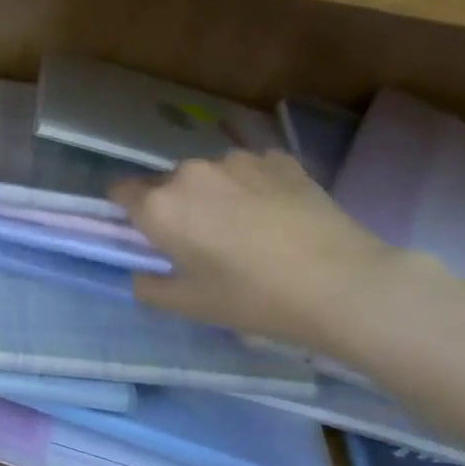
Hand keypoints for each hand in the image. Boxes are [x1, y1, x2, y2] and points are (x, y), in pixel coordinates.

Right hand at [111, 151, 397, 358]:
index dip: (128, 212)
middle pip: (167, 184)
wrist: (344, 284)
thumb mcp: (191, 306)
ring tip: (246, 228)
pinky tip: (276, 215)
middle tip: (202, 242)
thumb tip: (140, 274)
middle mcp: (191, 172)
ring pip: (210, 175)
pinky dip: (252, 187)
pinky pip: (249, 170)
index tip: (147, 234)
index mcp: (161, 206)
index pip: (120, 192)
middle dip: (176, 206)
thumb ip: (150, 287)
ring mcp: (238, 160)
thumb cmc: (255, 299)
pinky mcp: (278, 159)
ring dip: (214, 194)